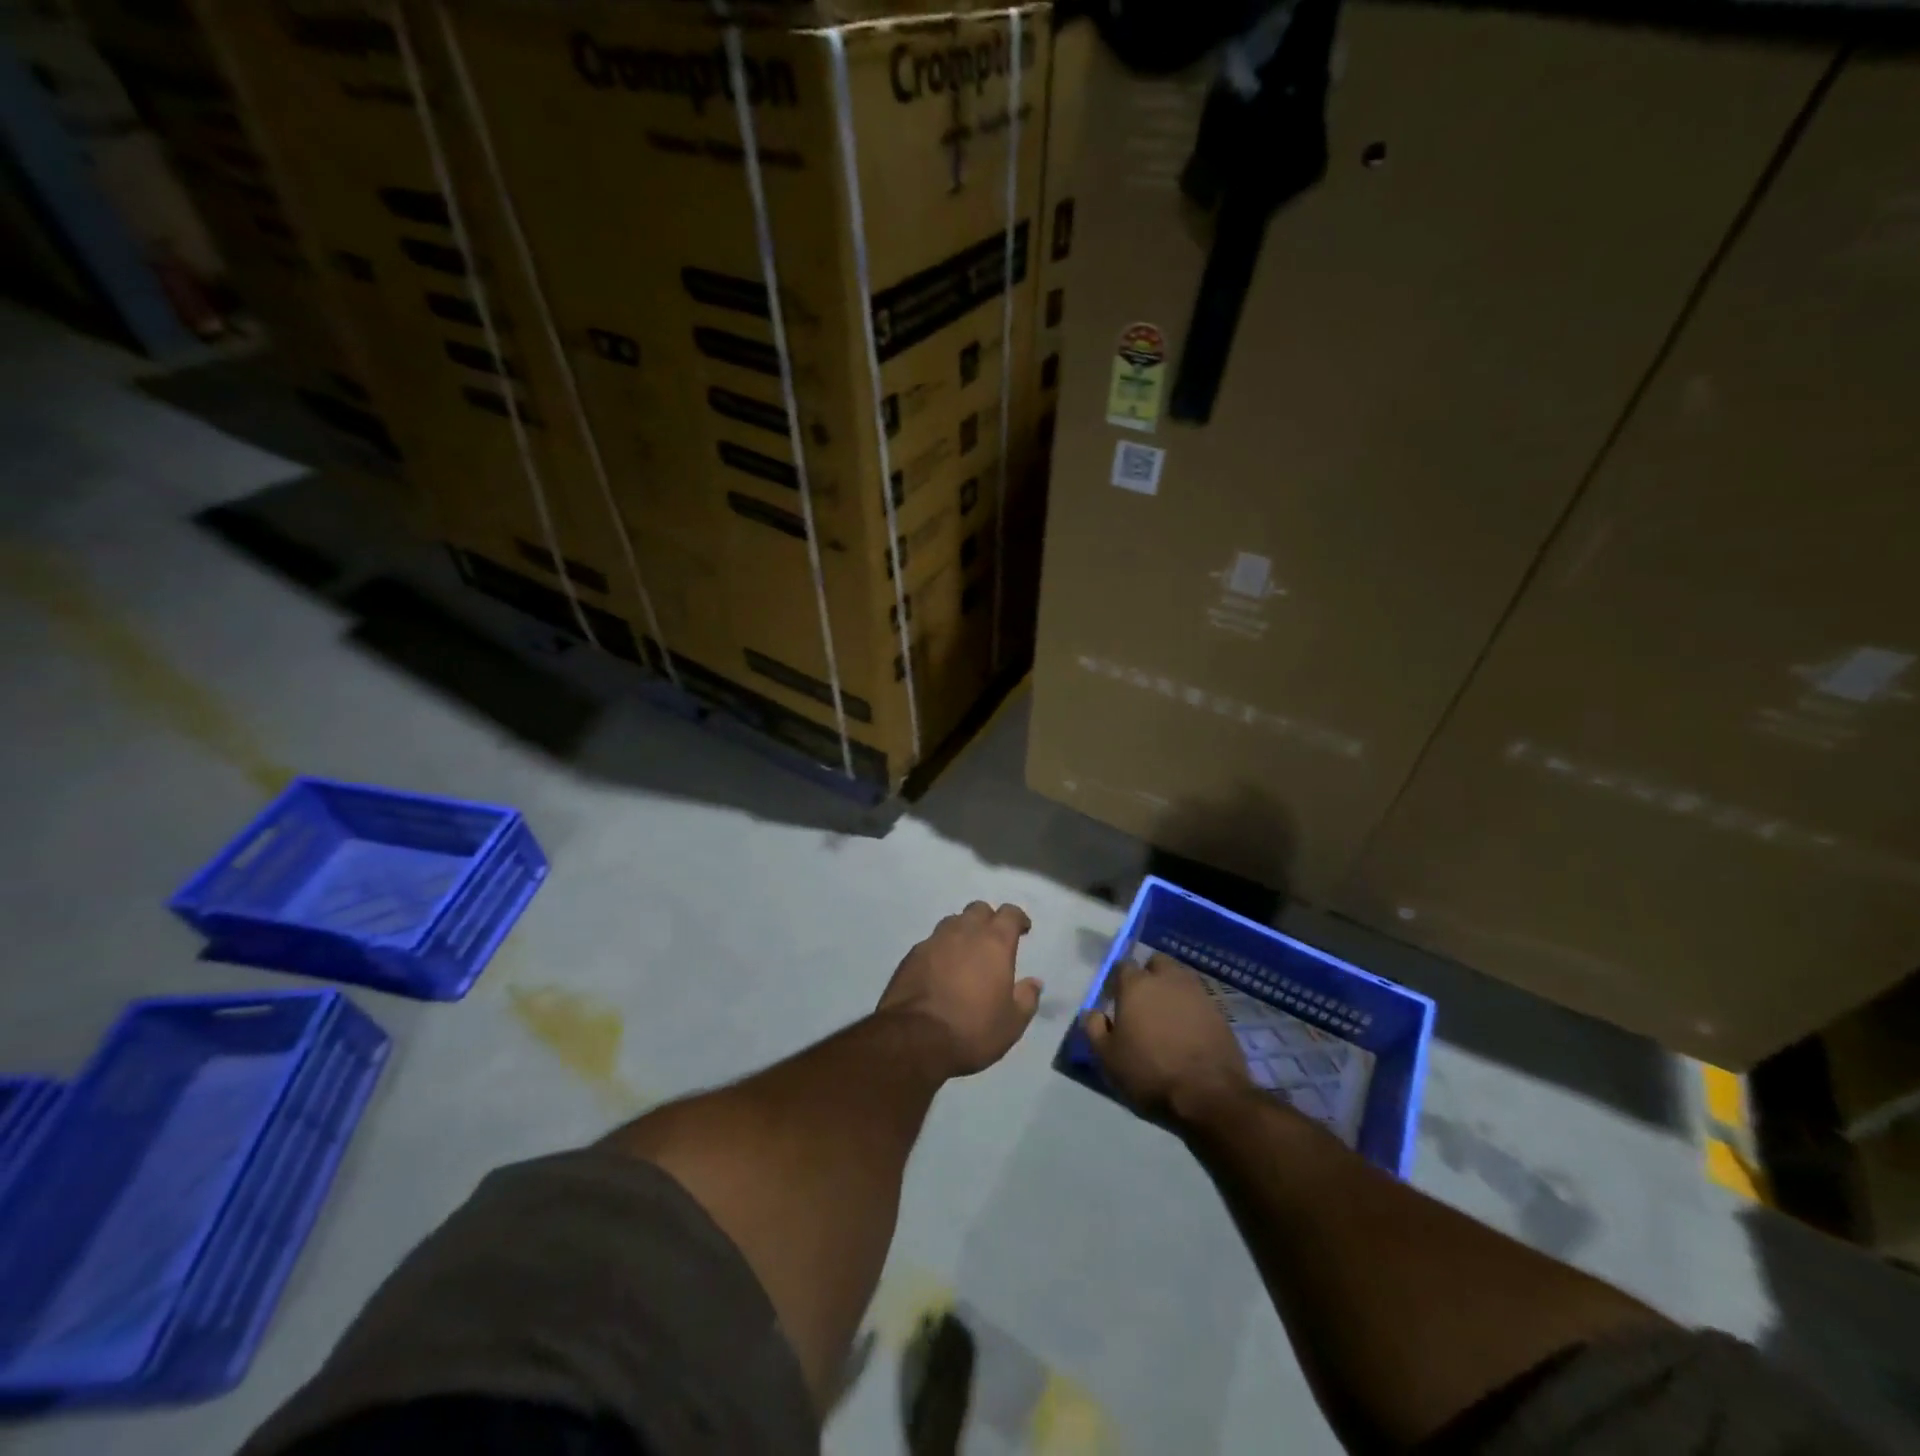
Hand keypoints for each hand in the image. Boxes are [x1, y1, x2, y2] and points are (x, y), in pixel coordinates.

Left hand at [879, 902, 1041, 1077]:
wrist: (915, 1039)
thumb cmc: (973, 1029)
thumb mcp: (1012, 1023)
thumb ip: (1026, 998)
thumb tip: (1034, 982)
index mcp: (994, 943)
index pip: (1009, 913)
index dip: (1018, 918)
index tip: (1022, 929)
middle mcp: (964, 932)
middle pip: (978, 910)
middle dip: (989, 920)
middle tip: (993, 941)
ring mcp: (934, 940)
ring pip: (953, 922)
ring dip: (963, 931)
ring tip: (966, 953)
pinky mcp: (911, 955)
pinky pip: (931, 942)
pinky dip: (941, 949)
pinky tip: (940, 969)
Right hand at [1083, 954, 1252, 1122]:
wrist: (1210, 1095)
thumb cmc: (1150, 1073)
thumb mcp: (1108, 1058)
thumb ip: (1094, 1029)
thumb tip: (1092, 1012)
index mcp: (1136, 985)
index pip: (1122, 966)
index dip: (1117, 981)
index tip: (1115, 1000)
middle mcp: (1167, 979)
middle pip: (1156, 963)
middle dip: (1149, 975)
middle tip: (1143, 1003)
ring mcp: (1197, 993)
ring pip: (1180, 978)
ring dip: (1172, 989)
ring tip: (1167, 1017)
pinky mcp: (1220, 1012)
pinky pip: (1199, 1000)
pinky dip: (1191, 1009)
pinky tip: (1188, 1032)